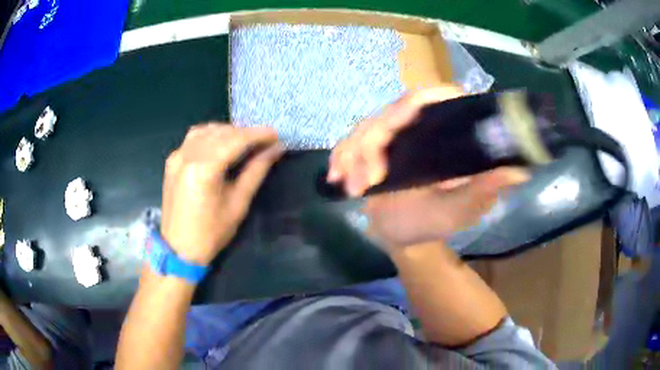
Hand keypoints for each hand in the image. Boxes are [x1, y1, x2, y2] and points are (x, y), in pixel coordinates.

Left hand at [161, 124, 282, 264]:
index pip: (235, 140)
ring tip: (244, 142)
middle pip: (221, 132)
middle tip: (265, 141)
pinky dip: (210, 136)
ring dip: (227, 131)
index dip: (258, 134)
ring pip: (206, 130)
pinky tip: (220, 144)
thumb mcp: (238, 204)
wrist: (178, 250)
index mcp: (204, 169)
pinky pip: (193, 138)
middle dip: (245, 133)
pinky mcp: (172, 161)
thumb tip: (275, 149)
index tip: (276, 135)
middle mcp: (187, 155)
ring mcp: (177, 156)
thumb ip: (256, 171)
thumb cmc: (211, 233)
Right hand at [328, 87, 528, 248]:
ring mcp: (391, 137)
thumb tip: (518, 170)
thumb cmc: (434, 222)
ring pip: (365, 127)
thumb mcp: (461, 209)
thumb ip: (484, 190)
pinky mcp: (369, 150)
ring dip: (353, 156)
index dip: (417, 102)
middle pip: (391, 112)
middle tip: (367, 183)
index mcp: (444, 133)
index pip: (434, 98)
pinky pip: (348, 143)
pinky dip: (339, 158)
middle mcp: (418, 128)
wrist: (402, 237)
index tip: (396, 126)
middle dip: (371, 144)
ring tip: (354, 190)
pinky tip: (335, 178)